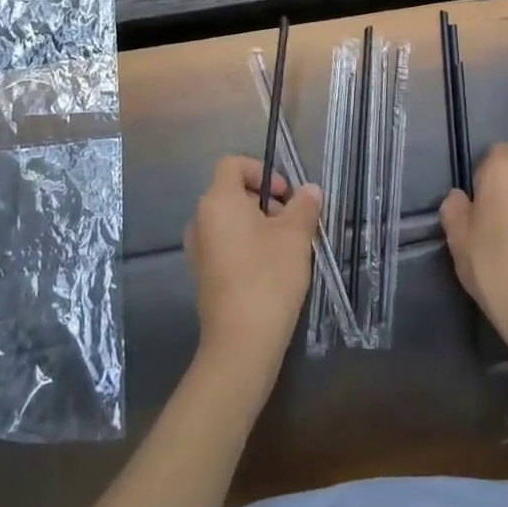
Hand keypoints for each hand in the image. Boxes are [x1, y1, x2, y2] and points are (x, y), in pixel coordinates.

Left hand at [184, 156, 323, 375]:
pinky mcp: (202, 274)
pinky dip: (245, 244)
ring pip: (229, 220)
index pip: (232, 165)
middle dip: (264, 200)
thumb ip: (304, 206)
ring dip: (257, 224)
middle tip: (291, 221)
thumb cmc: (269, 277)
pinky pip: (224, 244)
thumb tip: (310, 190)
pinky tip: (270, 268)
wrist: (241, 341)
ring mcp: (197, 250)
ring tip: (285, 246)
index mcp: (218, 202)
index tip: (285, 195)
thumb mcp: (296, 236)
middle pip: (231, 192)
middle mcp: (200, 220)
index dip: (261, 171)